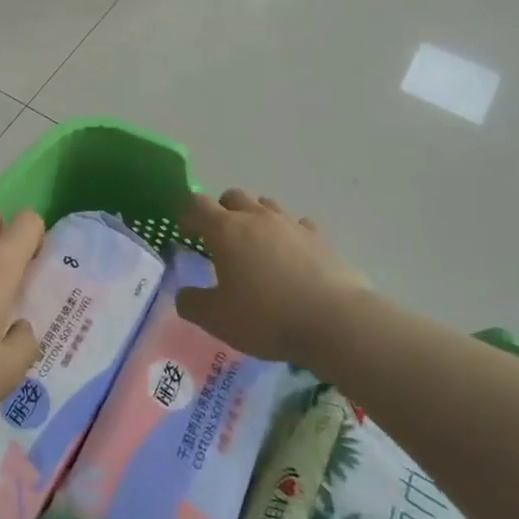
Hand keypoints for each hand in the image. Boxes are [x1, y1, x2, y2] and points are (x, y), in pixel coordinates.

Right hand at [176, 190, 372, 362]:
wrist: (335, 322)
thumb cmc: (267, 318)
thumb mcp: (217, 320)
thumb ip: (192, 304)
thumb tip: (184, 294)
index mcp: (226, 230)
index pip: (197, 205)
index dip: (187, 215)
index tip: (185, 232)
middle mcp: (257, 218)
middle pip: (233, 196)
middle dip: (221, 211)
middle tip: (219, 238)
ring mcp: (291, 225)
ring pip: (266, 205)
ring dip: (255, 217)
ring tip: (255, 244)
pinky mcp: (320, 238)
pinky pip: (298, 225)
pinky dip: (289, 234)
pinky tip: (291, 255)